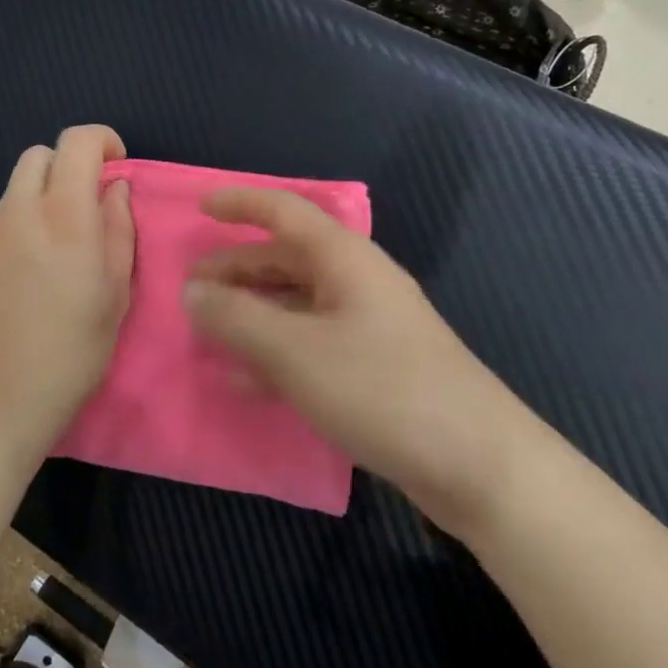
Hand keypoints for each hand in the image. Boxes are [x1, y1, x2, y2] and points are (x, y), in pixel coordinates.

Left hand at [0, 125, 135, 483]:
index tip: (114, 166)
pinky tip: (14, 282)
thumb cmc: (74, 350)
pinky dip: (10, 236)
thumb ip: (118, 228)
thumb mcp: (116, 292)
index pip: (77, 141)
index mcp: (64, 216)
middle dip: (65, 168)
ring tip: (45, 256)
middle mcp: (17, 212)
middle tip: (80, 209)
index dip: (101, 140)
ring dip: (35, 204)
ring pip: (11, 193)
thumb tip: (113, 189)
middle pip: (37, 156)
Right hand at [183, 187, 531, 527]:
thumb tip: (191, 292)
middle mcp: (356, 283)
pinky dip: (273, 353)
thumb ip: (237, 318)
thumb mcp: (295, 352)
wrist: (477, 463)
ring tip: (206, 330)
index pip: (285, 212)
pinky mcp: (372, 369)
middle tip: (190, 289)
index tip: (201, 208)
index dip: (241, 204)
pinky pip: (310, 346)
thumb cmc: (381, 389)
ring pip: (295, 305)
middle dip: (237, 269)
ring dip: (251, 313)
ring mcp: (367, 327)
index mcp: (344, 260)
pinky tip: (241, 378)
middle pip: (286, 260)